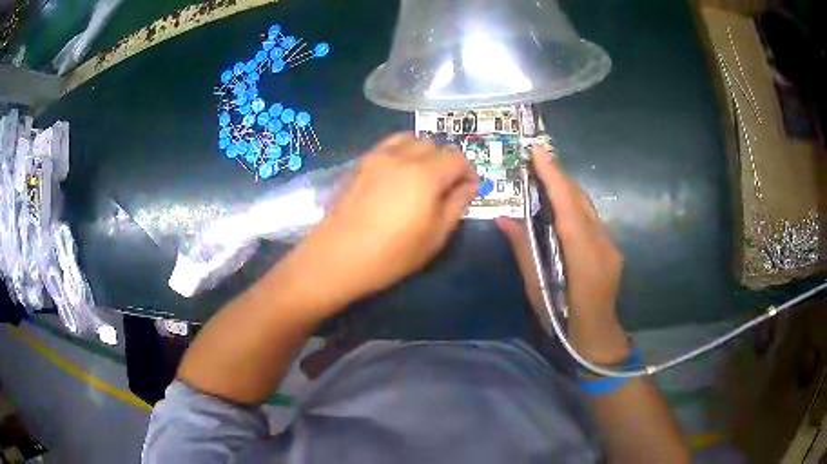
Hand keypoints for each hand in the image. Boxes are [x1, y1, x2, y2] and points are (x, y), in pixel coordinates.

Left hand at [280, 133, 477, 313]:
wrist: (338, 256)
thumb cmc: (392, 254)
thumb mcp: (435, 236)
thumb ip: (457, 204)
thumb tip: (469, 185)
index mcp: (426, 174)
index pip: (458, 158)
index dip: (468, 172)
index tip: (468, 190)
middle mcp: (403, 156)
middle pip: (435, 145)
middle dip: (447, 163)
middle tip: (445, 188)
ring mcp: (378, 156)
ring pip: (412, 139)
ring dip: (424, 153)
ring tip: (422, 178)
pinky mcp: (362, 162)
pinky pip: (389, 145)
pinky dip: (402, 152)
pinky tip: (399, 175)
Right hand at [497, 145, 627, 362]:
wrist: (597, 337)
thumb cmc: (562, 320)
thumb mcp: (537, 289)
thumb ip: (524, 251)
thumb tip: (504, 218)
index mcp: (583, 257)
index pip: (568, 208)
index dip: (553, 177)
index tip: (538, 152)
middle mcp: (602, 244)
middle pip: (580, 200)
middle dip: (559, 175)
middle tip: (536, 159)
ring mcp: (610, 245)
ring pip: (588, 206)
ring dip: (566, 187)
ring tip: (544, 175)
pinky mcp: (611, 248)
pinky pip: (591, 217)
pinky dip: (574, 204)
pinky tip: (561, 204)